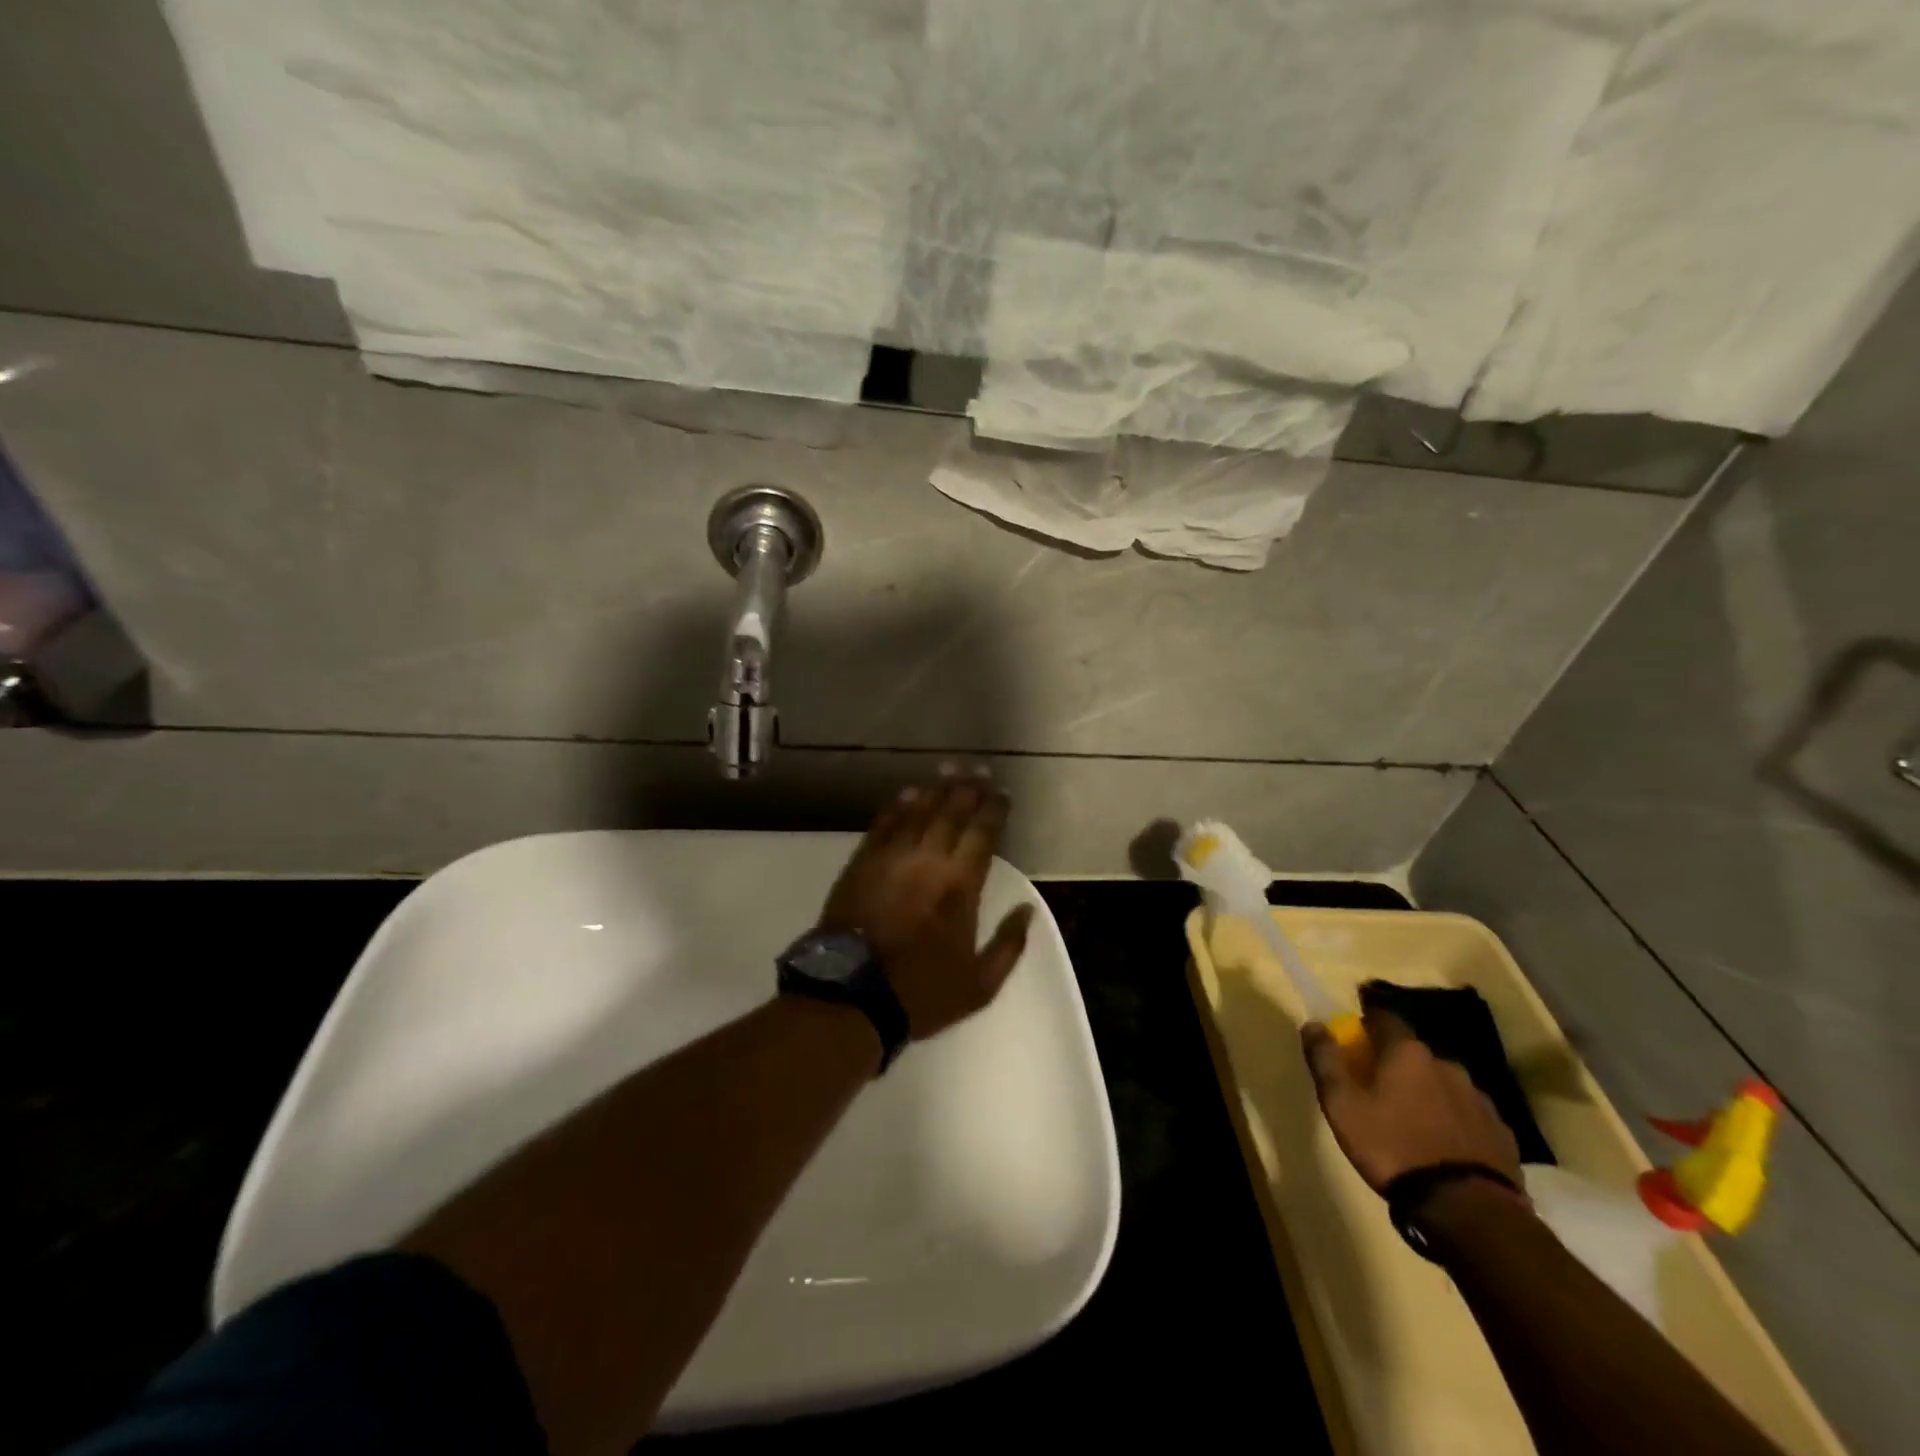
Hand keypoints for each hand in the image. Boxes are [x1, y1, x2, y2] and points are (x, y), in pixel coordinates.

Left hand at [819, 771, 1034, 1039]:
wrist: (851, 997)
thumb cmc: (920, 993)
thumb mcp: (980, 985)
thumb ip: (1008, 945)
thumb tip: (1027, 910)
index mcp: (960, 887)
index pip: (982, 834)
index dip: (994, 809)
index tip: (1002, 792)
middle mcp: (928, 861)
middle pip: (951, 813)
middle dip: (967, 789)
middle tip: (978, 770)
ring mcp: (891, 859)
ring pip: (917, 812)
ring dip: (935, 790)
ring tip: (948, 770)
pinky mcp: (862, 863)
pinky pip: (883, 825)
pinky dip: (897, 807)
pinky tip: (907, 794)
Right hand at [1301, 1007, 1520, 1193]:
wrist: (1465, 1209)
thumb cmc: (1391, 1146)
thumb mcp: (1341, 1104)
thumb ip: (1325, 1060)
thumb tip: (1313, 1025)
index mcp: (1407, 1053)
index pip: (1383, 1018)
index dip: (1366, 1025)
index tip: (1354, 1041)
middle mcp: (1447, 1065)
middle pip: (1413, 1053)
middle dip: (1395, 1064)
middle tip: (1378, 1089)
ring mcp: (1480, 1100)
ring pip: (1443, 1084)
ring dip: (1426, 1092)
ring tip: (1411, 1122)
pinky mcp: (1501, 1133)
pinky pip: (1467, 1115)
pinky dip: (1452, 1120)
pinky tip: (1442, 1145)